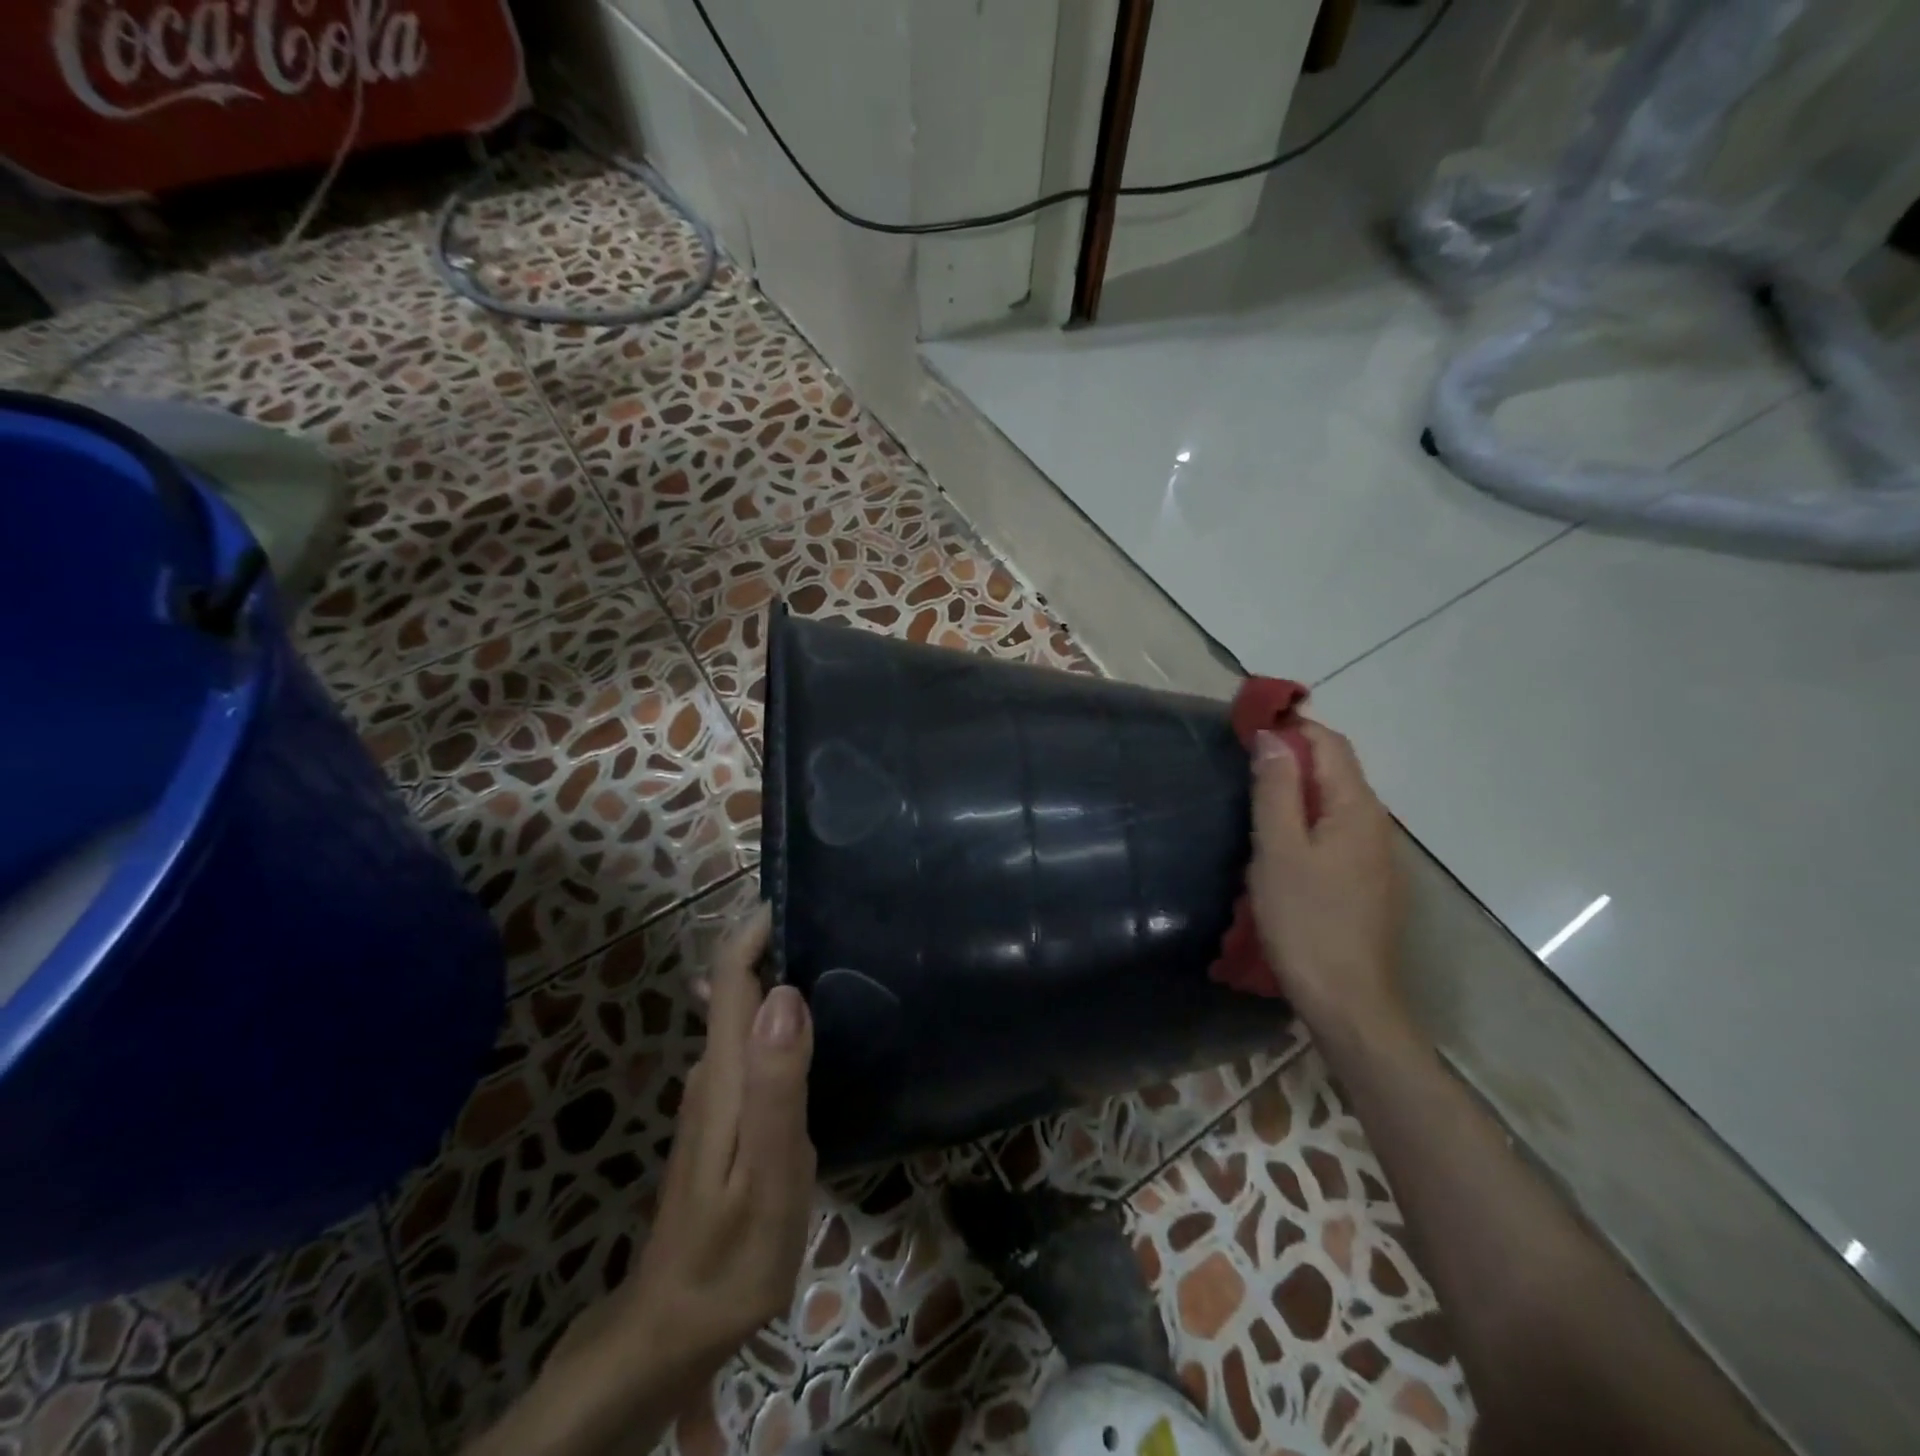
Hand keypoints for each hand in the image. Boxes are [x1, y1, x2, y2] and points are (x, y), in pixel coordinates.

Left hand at [622, 905, 817, 1373]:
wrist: (675, 1328)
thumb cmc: (731, 1253)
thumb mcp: (768, 1173)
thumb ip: (778, 1084)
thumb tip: (787, 993)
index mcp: (724, 1073)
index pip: (731, 976)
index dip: (757, 929)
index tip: (799, 892)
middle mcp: (714, 1071)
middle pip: (739, 986)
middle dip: (776, 942)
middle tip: (837, 917)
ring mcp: (718, 1096)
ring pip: (747, 1014)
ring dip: (780, 977)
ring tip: (837, 957)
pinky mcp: (728, 1117)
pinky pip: (754, 1044)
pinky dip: (780, 1017)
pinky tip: (817, 1026)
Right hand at [1248, 721, 1408, 1041]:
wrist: (1347, 998)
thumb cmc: (1305, 919)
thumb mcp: (1278, 849)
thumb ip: (1276, 790)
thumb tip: (1273, 737)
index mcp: (1356, 808)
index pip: (1329, 744)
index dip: (1292, 726)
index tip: (1248, 726)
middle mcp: (1375, 823)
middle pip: (1336, 769)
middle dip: (1293, 754)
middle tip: (1243, 760)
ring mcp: (1375, 853)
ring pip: (1336, 800)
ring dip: (1298, 785)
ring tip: (1254, 794)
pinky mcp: (1367, 879)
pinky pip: (1337, 828)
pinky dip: (1308, 815)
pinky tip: (1281, 837)